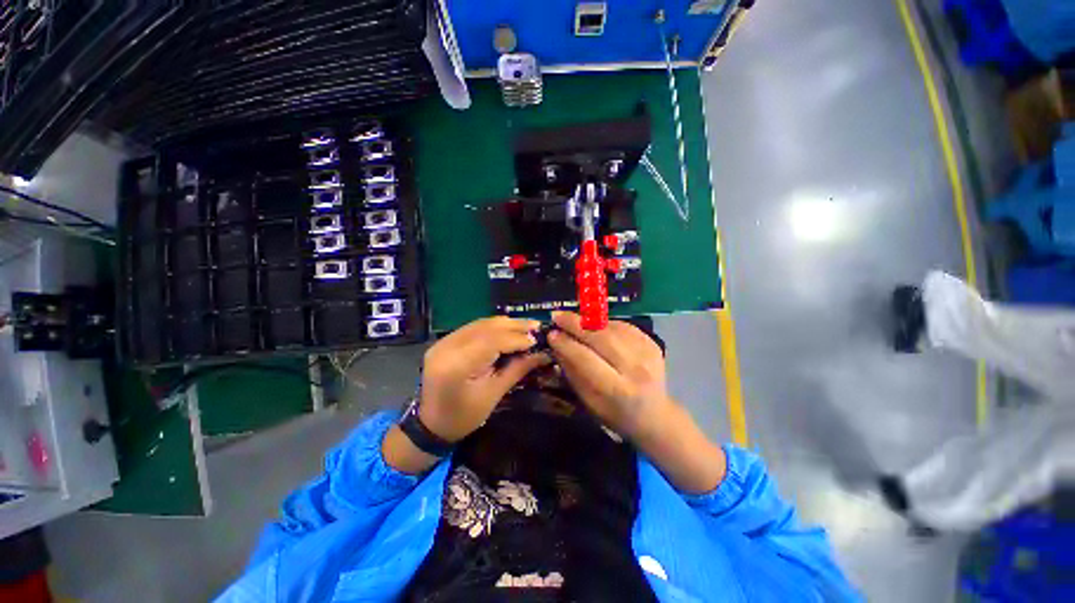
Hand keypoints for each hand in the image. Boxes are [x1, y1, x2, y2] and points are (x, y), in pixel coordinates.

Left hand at [419, 317, 549, 442]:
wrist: (431, 424)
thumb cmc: (464, 416)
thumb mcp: (494, 395)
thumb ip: (517, 369)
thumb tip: (542, 353)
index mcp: (456, 365)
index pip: (491, 341)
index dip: (516, 338)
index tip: (536, 340)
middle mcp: (447, 347)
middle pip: (486, 327)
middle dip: (514, 326)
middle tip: (536, 326)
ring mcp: (443, 341)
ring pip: (480, 324)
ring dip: (505, 324)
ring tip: (526, 326)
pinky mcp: (445, 341)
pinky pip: (474, 328)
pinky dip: (494, 327)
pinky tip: (508, 329)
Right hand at [547, 311, 671, 439]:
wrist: (654, 415)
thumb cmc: (615, 413)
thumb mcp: (588, 400)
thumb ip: (572, 370)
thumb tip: (556, 344)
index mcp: (616, 388)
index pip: (585, 358)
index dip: (566, 343)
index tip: (551, 333)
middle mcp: (634, 368)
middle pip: (600, 337)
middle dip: (575, 324)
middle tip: (557, 316)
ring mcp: (646, 353)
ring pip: (611, 327)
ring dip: (589, 320)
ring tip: (573, 319)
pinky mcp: (652, 343)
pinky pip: (623, 326)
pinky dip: (605, 323)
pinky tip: (594, 325)